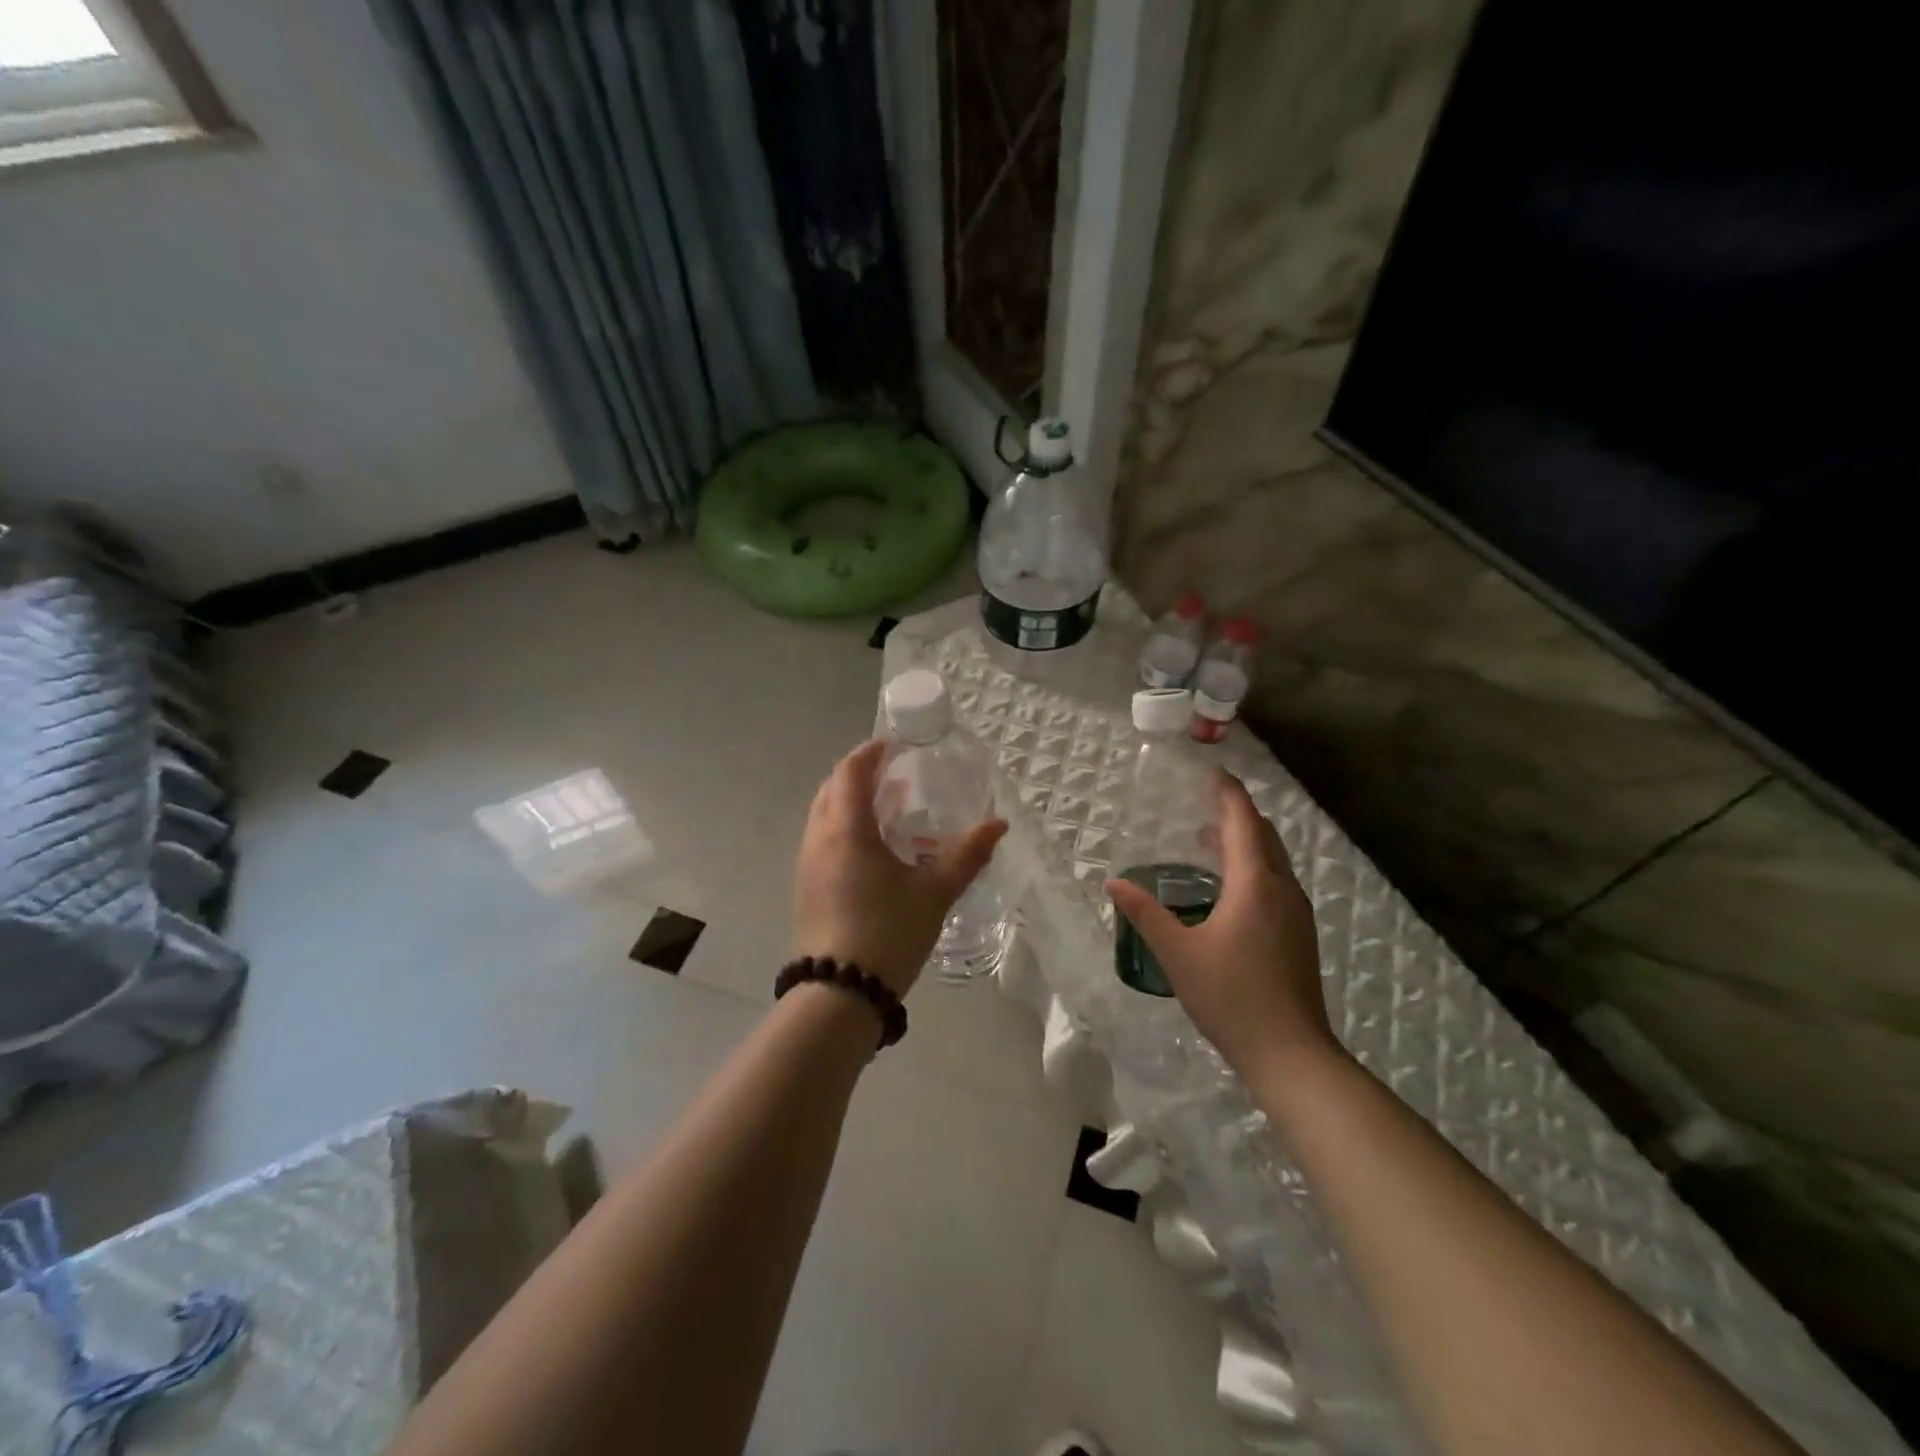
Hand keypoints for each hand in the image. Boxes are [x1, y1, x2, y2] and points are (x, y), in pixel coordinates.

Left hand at [792, 739, 1007, 995]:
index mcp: (846, 829)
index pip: (850, 771)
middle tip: (896, 774)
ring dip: (850, 801)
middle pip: (832, 788)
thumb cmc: (888, 933)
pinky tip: (873, 849)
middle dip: (860, 774)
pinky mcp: (806, 887)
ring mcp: (806, 864)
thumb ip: (968, 854)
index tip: (895, 744)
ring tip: (888, 809)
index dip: (870, 752)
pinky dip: (844, 827)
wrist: (839, 994)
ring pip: (824, 814)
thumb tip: (999, 824)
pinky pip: (822, 839)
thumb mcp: (935, 892)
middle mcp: (818, 838)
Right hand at [1105, 770, 1334, 1079]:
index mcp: (1255, 885)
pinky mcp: (1299, 934)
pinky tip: (1230, 889)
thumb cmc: (1231, 997)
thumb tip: (1114, 882)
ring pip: (1273, 860)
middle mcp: (1281, 889)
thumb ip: (1145, 914)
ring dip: (1245, 841)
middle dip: (1237, 814)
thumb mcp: (1178, 954)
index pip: (1243, 823)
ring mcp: (1296, 913)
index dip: (1229, 794)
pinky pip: (1276, 881)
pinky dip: (1254, 866)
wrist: (1291, 1052)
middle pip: (1264, 836)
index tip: (1213, 772)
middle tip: (1206, 802)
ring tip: (1210, 840)